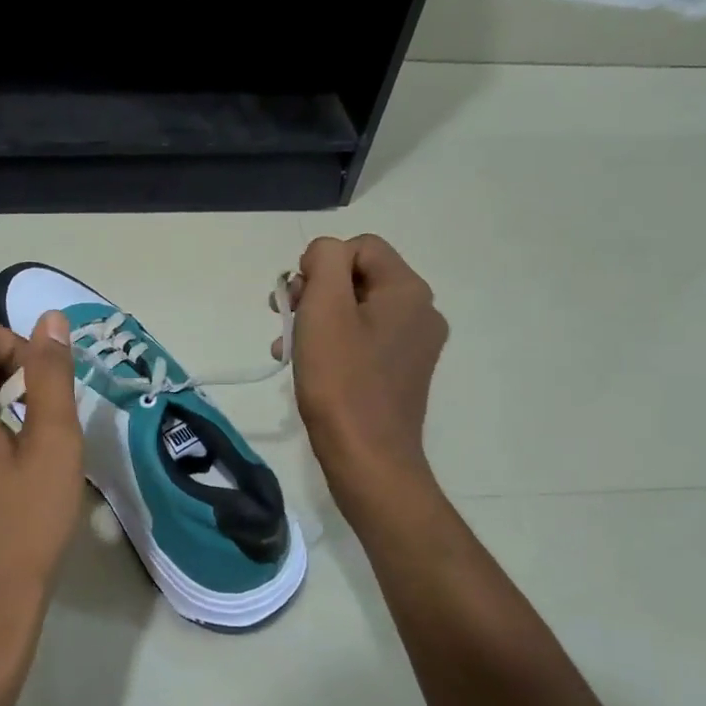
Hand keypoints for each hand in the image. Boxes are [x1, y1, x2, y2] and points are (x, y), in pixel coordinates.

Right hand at [277, 234, 446, 507]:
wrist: (367, 458)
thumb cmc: (341, 380)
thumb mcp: (324, 307)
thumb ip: (324, 261)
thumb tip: (325, 255)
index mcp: (408, 290)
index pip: (360, 247)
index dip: (321, 264)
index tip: (296, 297)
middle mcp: (420, 311)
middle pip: (358, 277)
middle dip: (315, 292)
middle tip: (285, 318)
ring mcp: (413, 344)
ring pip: (355, 309)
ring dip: (316, 319)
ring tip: (287, 345)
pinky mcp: (400, 371)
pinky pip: (362, 339)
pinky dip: (332, 343)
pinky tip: (305, 364)